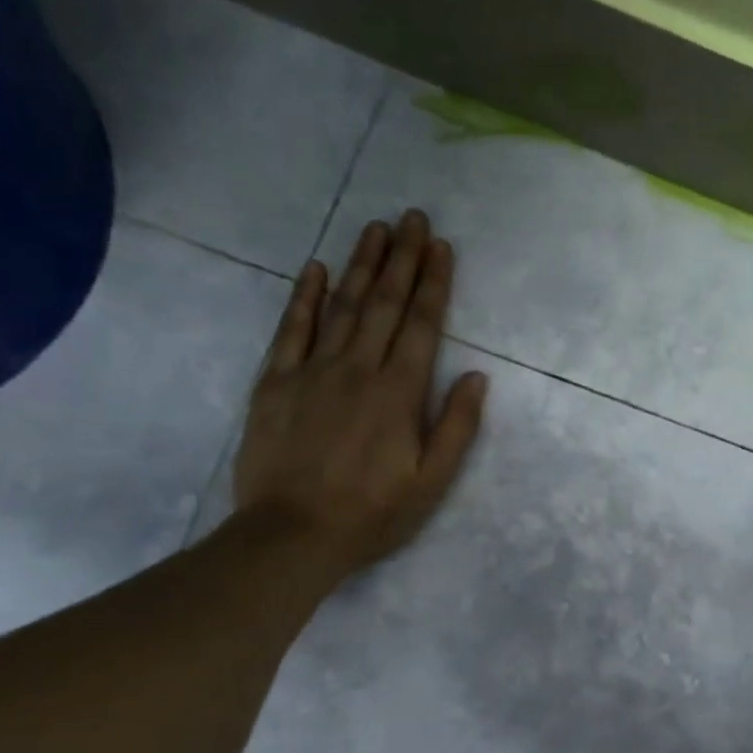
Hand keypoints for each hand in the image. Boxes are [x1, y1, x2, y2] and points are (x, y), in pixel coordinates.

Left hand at [233, 209, 486, 588]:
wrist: (291, 534)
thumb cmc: (371, 513)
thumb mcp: (431, 482)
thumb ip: (455, 427)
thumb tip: (477, 377)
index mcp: (399, 393)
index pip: (422, 326)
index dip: (434, 283)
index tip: (441, 247)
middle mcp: (358, 369)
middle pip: (385, 304)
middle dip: (402, 259)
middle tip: (413, 217)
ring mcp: (312, 371)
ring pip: (342, 306)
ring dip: (362, 264)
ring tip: (376, 227)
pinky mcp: (275, 382)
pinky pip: (292, 329)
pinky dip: (305, 296)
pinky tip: (317, 268)